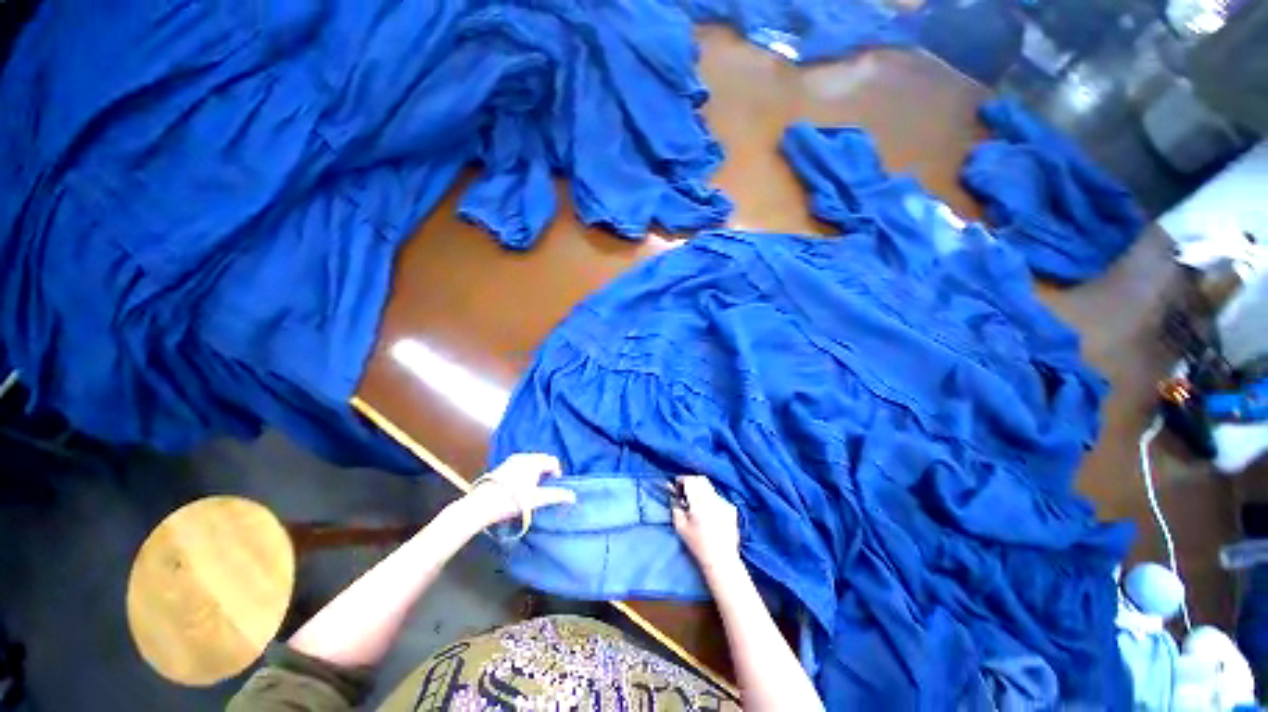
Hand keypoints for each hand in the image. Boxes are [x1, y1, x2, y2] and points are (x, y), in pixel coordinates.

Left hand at [461, 453, 575, 528]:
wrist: (480, 506)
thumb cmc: (512, 500)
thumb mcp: (536, 499)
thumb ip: (556, 496)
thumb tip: (573, 496)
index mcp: (534, 461)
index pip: (553, 461)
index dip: (557, 474)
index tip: (553, 488)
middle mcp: (524, 456)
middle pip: (543, 460)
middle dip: (547, 472)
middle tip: (544, 489)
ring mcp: (511, 460)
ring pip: (531, 463)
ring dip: (536, 473)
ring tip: (532, 489)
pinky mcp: (502, 466)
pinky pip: (521, 465)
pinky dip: (525, 473)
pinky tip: (519, 488)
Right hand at [672, 475, 740, 572]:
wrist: (721, 559)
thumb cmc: (698, 544)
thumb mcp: (680, 527)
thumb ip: (675, 507)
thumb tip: (673, 495)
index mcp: (699, 502)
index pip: (690, 480)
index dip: (682, 480)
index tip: (677, 488)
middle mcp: (713, 498)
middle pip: (701, 479)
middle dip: (691, 482)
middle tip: (685, 493)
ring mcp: (724, 502)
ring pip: (710, 487)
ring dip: (701, 490)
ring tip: (697, 504)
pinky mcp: (731, 508)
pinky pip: (718, 497)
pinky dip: (711, 499)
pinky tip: (709, 513)